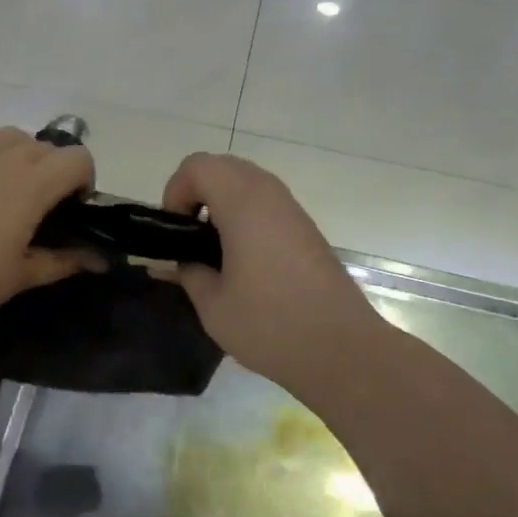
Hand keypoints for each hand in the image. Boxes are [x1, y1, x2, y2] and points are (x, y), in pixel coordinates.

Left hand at [0, 93, 101, 328]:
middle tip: (41, 208)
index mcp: (34, 184)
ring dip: (21, 151)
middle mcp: (6, 157)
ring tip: (13, 181)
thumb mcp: (22, 275)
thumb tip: (101, 262)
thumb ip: (64, 261)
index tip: (72, 209)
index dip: (84, 180)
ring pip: (9, 135)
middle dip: (54, 171)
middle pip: (45, 147)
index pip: (78, 159)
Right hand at [158, 152, 392, 404]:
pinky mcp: (307, 230)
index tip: (175, 233)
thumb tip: (177, 260)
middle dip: (197, 195)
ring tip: (213, 253)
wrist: (341, 350)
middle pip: (222, 167)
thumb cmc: (269, 325)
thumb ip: (187, 272)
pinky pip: (266, 204)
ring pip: (246, 184)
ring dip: (222, 206)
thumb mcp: (212, 304)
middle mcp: (270, 196)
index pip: (197, 167)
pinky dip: (245, 218)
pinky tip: (243, 263)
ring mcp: (293, 211)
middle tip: (189, 239)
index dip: (176, 193)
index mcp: (243, 205)